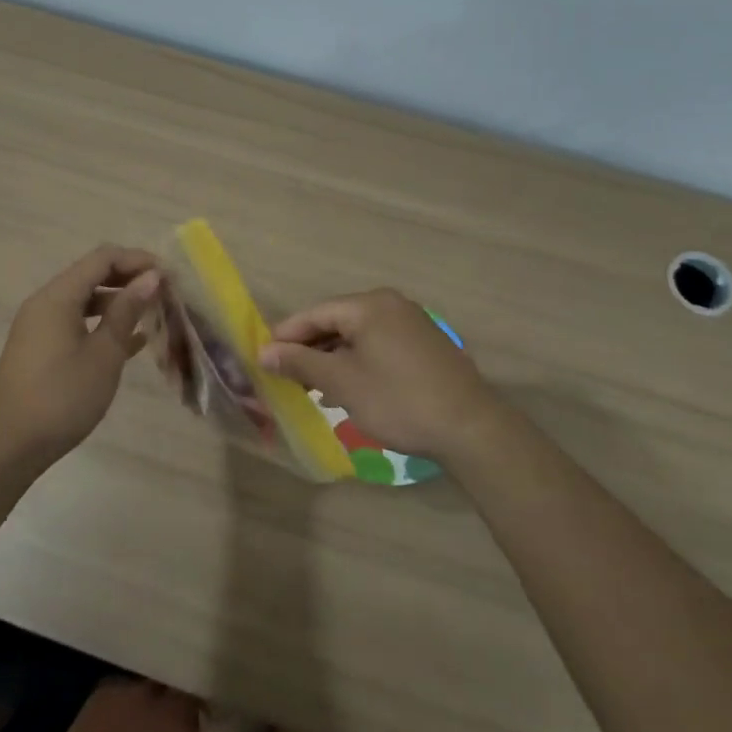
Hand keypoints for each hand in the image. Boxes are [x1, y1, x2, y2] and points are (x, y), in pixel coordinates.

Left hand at [0, 246, 162, 467]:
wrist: (11, 447)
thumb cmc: (62, 397)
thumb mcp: (103, 354)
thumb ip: (126, 311)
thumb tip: (151, 277)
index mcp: (57, 297)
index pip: (102, 259)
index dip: (137, 260)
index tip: (169, 275)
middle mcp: (45, 303)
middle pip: (92, 275)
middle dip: (130, 279)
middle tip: (165, 293)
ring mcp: (41, 326)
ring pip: (86, 300)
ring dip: (119, 303)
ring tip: (154, 315)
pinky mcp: (41, 349)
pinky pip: (76, 323)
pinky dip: (103, 325)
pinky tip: (133, 341)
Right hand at [260, 288, 505, 461]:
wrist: (469, 427)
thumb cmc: (397, 400)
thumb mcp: (342, 382)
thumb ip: (301, 363)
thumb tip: (265, 352)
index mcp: (369, 305)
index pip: (315, 313)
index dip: (286, 336)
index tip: (263, 360)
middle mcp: (391, 304)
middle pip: (336, 321)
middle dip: (309, 348)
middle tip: (286, 377)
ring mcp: (411, 323)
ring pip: (358, 335)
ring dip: (332, 358)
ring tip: (312, 386)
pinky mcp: (424, 344)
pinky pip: (378, 344)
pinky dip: (357, 361)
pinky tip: (348, 386)